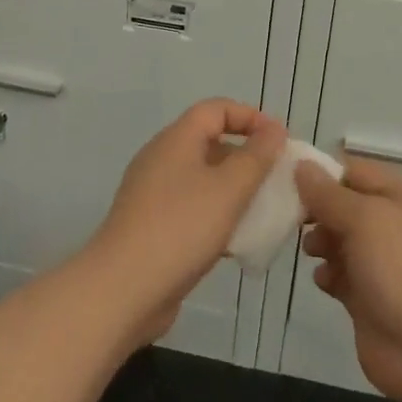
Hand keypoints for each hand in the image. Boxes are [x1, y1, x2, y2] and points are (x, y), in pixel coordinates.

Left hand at [87, 98, 286, 345]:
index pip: (216, 109)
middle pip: (210, 142)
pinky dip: (217, 215)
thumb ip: (256, 157)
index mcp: (176, 140)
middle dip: (247, 156)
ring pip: (203, 179)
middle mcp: (162, 159)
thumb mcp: (229, 189)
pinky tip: (237, 242)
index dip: (250, 117)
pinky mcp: (152, 227)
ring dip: (234, 190)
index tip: (280, 140)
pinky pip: (192, 208)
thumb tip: (274, 130)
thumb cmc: (180, 229)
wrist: (121, 291)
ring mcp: (154, 194)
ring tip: (264, 210)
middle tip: (277, 178)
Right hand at [295, 157, 401, 401]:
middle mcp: (395, 226)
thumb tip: (302, 166)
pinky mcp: (371, 300)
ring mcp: (384, 265)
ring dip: (321, 242)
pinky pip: (342, 276)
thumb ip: (329, 194)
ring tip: (311, 252)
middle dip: (318, 210)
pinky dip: (329, 275)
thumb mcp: (365, 219)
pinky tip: (323, 281)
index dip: (324, 173)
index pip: (357, 171)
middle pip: (346, 206)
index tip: (288, 180)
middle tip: (294, 219)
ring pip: (342, 241)